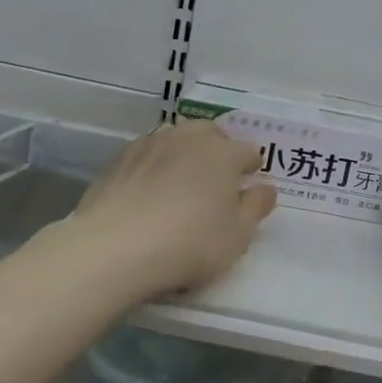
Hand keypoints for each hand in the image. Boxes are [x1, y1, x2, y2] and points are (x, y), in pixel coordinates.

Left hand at [73, 121, 277, 298]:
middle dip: (219, 151)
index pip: (249, 152)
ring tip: (182, 184)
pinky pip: (148, 155)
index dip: (252, 169)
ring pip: (177, 139)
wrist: (114, 248)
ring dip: (185, 154)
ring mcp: (150, 145)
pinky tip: (149, 192)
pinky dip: (155, 166)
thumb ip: (256, 208)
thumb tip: (266, 188)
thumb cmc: (189, 244)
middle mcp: (189, 139)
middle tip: (216, 183)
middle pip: (211, 134)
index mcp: (223, 153)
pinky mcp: (119, 159)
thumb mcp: (237, 236)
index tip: (247, 188)